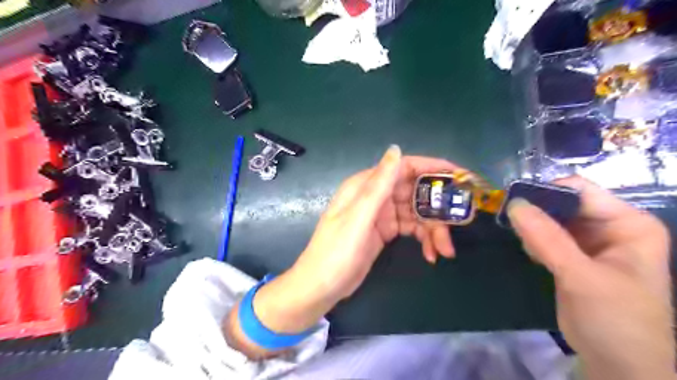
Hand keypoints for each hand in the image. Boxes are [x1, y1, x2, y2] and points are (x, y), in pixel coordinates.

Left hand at [291, 145, 460, 301]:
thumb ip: (378, 184)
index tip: (460, 177)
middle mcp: (376, 195)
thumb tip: (396, 149)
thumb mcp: (358, 217)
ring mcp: (381, 214)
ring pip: (416, 213)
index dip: (433, 168)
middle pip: (415, 192)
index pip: (404, 167)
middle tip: (456, 226)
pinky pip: (411, 228)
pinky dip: (423, 238)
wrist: (321, 286)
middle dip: (437, 208)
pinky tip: (431, 254)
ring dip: (433, 229)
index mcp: (366, 185)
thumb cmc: (337, 251)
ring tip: (444, 250)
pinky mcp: (385, 231)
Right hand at [511, 176, 674, 379]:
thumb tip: (514, 204)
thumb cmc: (615, 319)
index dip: (546, 192)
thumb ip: (547, 239)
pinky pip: (547, 237)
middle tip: (512, 222)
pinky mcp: (573, 257)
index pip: (581, 191)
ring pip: (552, 220)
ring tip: (525, 244)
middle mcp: (610, 227)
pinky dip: (534, 241)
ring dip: (533, 228)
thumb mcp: (581, 276)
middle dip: (537, 212)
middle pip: (564, 204)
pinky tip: (531, 254)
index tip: (513, 202)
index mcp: (628, 223)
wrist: (618, 365)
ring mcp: (590, 243)